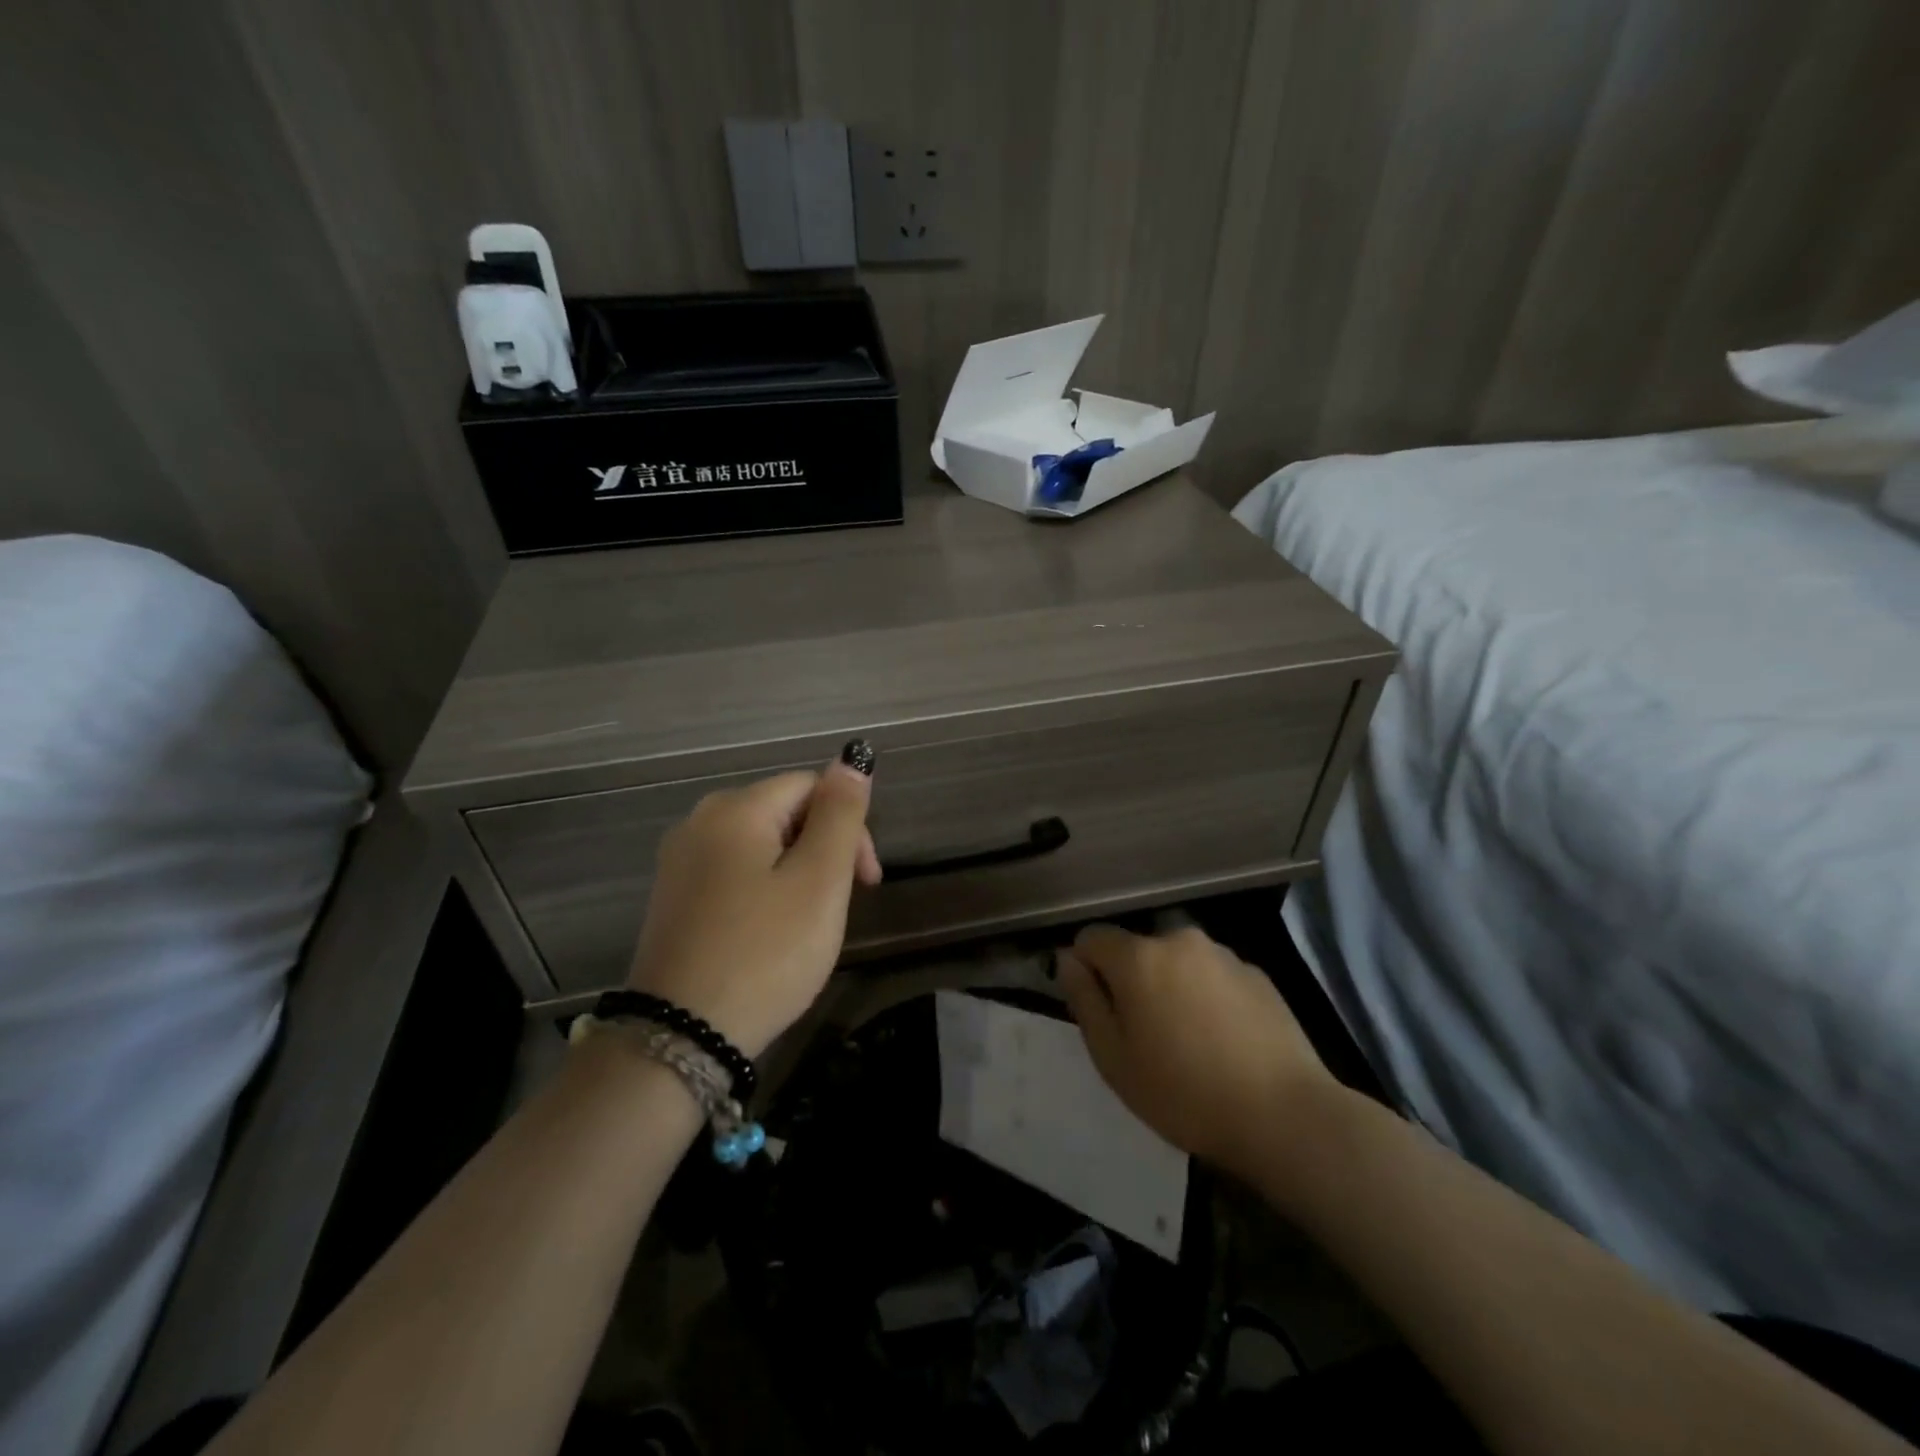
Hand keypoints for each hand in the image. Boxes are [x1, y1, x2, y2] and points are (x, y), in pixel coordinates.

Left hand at [627, 746, 879, 1058]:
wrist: (680, 1038)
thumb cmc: (764, 954)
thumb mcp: (819, 881)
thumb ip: (840, 815)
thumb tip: (851, 760)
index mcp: (735, 809)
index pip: (811, 786)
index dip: (849, 825)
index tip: (866, 882)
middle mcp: (699, 821)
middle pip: (784, 812)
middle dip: (824, 850)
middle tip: (840, 907)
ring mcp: (679, 862)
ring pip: (761, 845)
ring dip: (797, 873)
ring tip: (808, 925)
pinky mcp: (673, 899)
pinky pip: (734, 873)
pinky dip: (764, 891)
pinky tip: (770, 934)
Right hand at [1058, 923, 1341, 1180]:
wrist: (1284, 1116)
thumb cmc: (1184, 1093)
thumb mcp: (1113, 1058)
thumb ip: (1084, 999)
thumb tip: (1068, 959)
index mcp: (1138, 957)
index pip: (1091, 938)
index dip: (1085, 970)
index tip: (1100, 1012)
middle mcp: (1178, 940)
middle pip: (1136, 950)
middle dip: (1131, 981)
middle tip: (1144, 1037)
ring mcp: (1223, 954)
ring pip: (1176, 962)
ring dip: (1170, 987)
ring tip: (1189, 1043)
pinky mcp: (1257, 974)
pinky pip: (1213, 976)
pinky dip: (1207, 996)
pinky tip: (1224, 1042)